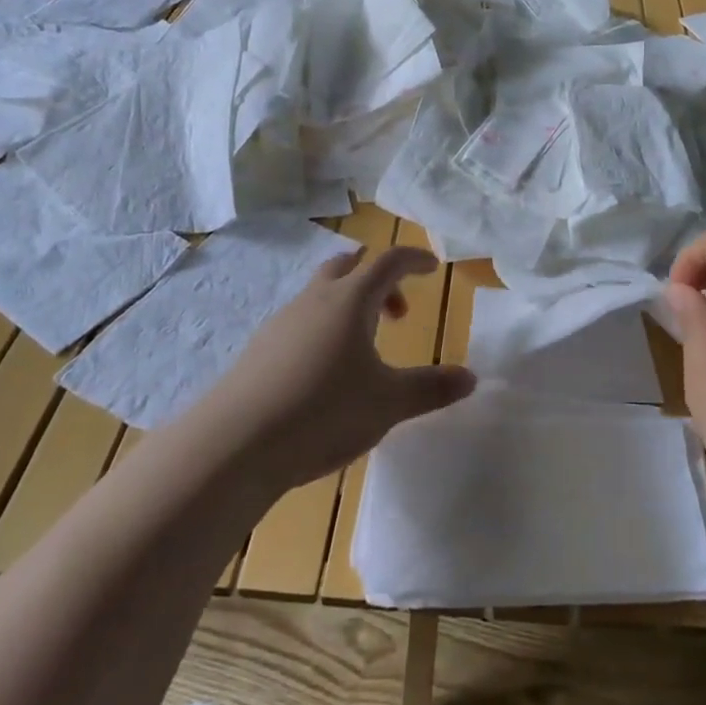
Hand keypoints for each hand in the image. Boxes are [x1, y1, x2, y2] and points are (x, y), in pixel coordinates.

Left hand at [203, 246, 476, 491]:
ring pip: (320, 294)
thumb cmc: (323, 411)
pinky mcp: (258, 350)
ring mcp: (281, 322)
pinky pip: (299, 322)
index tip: (432, 268)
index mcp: (351, 300)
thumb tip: (472, 378)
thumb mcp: (388, 403)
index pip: (389, 261)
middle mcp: (315, 300)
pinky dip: (321, 329)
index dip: (414, 259)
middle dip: (378, 280)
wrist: (234, 445)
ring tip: (362, 349)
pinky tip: (322, 374)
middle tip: (397, 313)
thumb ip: (431, 388)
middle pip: (348, 266)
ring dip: (347, 306)